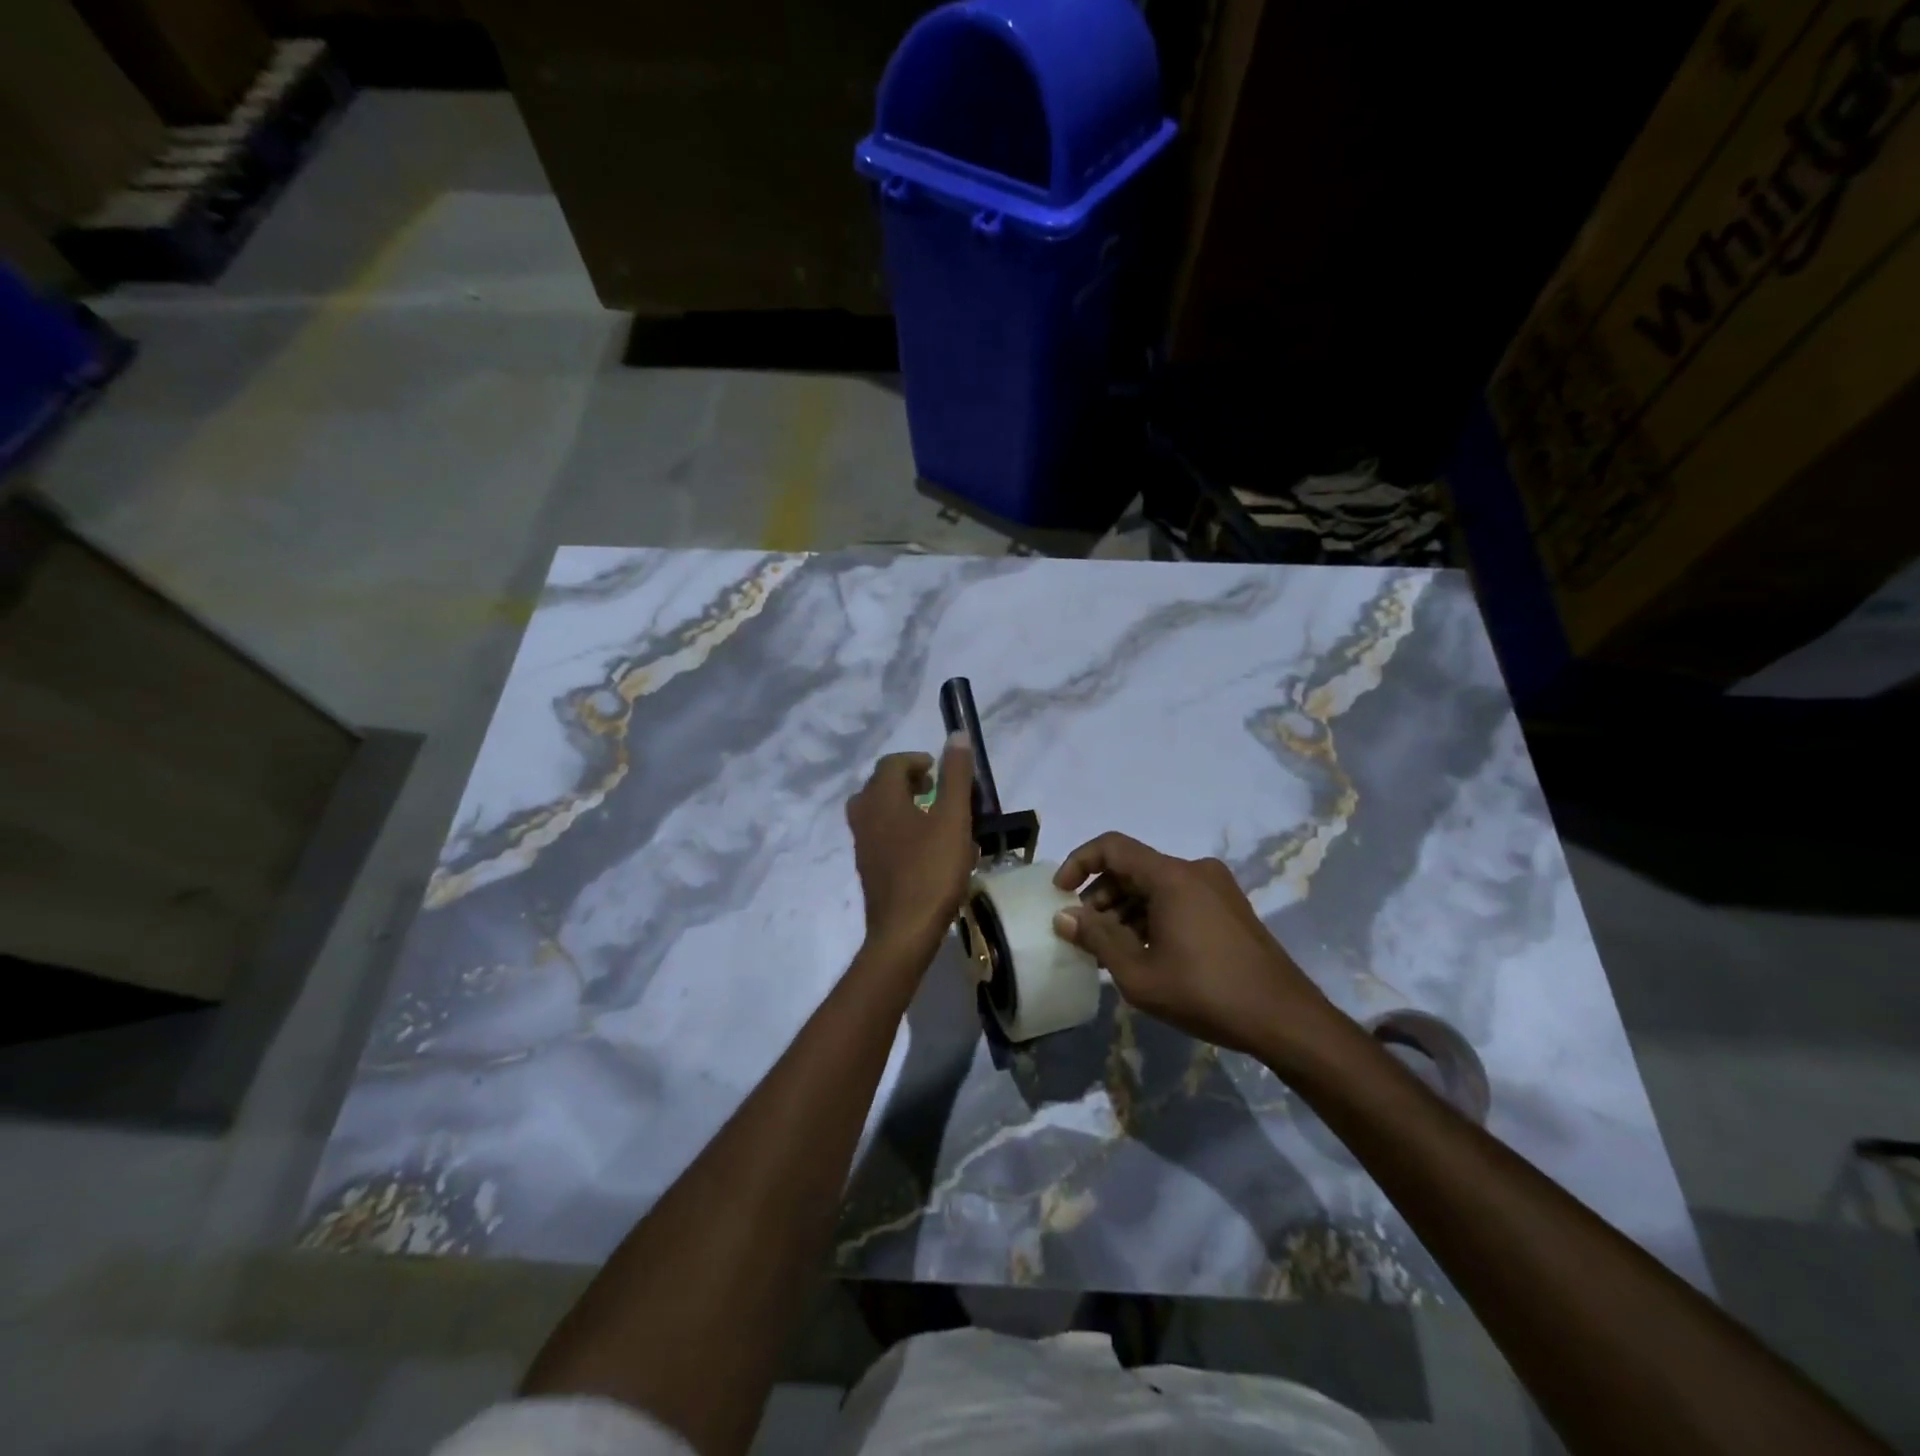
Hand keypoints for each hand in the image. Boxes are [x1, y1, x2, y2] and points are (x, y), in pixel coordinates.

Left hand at [846, 736, 976, 959]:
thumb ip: (955, 776)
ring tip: (934, 817)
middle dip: (909, 782)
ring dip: (905, 806)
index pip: (891, 763)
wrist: (903, 932)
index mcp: (880, 798)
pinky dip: (901, 830)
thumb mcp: (953, 819)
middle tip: (935, 789)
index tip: (940, 769)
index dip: (916, 760)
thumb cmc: (931, 870)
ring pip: (879, 812)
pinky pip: (882, 836)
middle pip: (880, 786)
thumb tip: (956, 735)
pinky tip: (927, 850)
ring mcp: (862, 845)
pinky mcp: (868, 868)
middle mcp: (863, 816)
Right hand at [1051, 832, 1341, 1059]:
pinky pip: (1178, 898)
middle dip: (1101, 895)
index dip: (1079, 863)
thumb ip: (1097, 939)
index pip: (1112, 847)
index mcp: (1172, 877)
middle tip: (1084, 932)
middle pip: (1133, 867)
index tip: (1061, 894)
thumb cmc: (1206, 994)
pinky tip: (1144, 951)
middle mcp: (1195, 870)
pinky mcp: (1229, 907)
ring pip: (1155, 885)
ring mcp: (1216, 887)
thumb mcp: (1139, 974)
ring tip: (1110, 949)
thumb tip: (1064, 916)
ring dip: (1125, 909)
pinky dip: (1152, 915)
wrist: (1285, 1019)